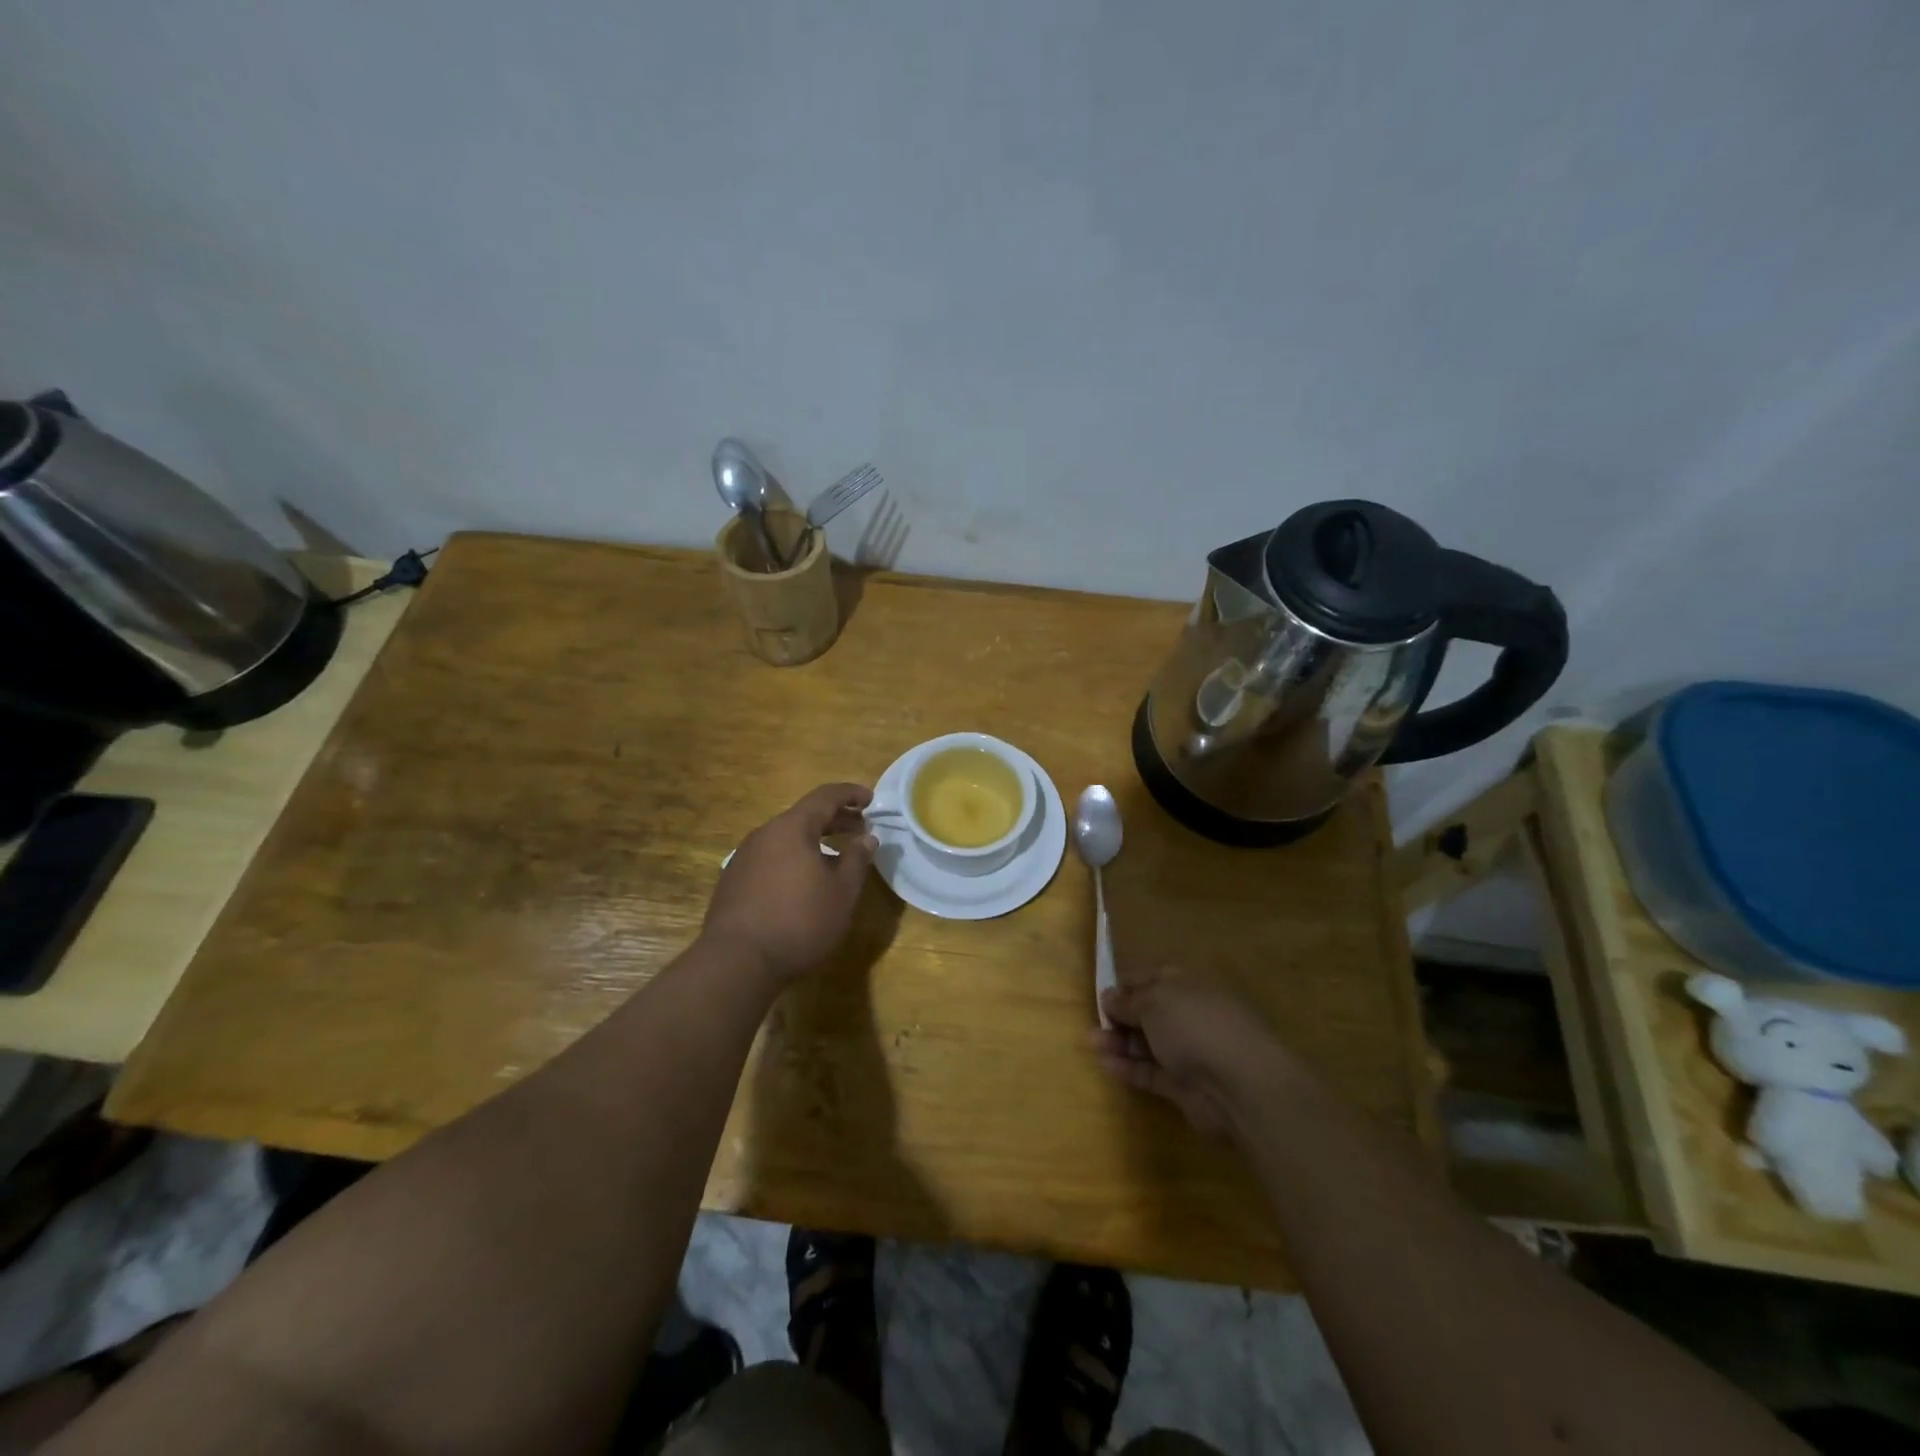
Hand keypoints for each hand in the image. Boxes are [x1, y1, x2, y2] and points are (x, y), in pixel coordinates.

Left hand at [703, 783, 876, 982]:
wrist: (737, 962)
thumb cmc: (799, 922)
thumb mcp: (841, 892)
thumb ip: (857, 859)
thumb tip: (867, 837)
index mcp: (792, 828)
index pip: (825, 796)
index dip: (851, 794)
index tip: (871, 800)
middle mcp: (764, 834)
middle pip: (804, 816)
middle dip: (835, 819)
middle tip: (860, 828)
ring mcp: (744, 857)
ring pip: (786, 838)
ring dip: (814, 840)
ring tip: (836, 857)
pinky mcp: (733, 881)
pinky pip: (771, 857)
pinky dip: (794, 858)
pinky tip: (804, 882)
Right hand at [1093, 967, 1288, 1134]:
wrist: (1240, 1084)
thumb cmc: (1194, 1025)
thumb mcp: (1154, 1001)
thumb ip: (1128, 1000)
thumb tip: (1110, 996)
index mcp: (1187, 984)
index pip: (1151, 978)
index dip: (1125, 985)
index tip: (1102, 995)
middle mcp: (1189, 1015)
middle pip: (1148, 1013)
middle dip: (1120, 1016)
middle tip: (1094, 1022)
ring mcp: (1189, 1052)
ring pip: (1147, 1043)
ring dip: (1119, 1042)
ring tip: (1092, 1042)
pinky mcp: (1185, 1086)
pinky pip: (1151, 1072)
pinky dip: (1128, 1068)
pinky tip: (1105, 1064)